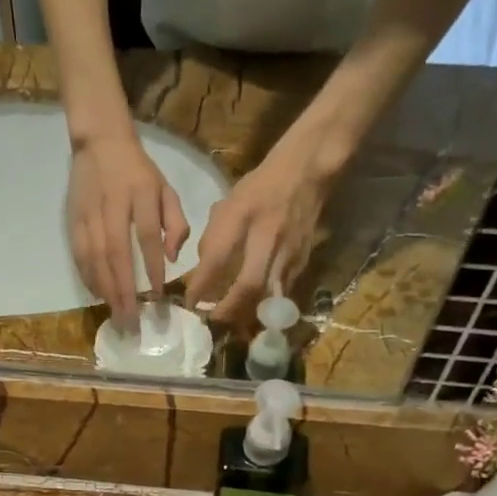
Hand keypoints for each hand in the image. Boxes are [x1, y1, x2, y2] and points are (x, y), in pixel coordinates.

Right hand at [67, 132, 188, 328]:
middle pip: (117, 253)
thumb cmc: (138, 171)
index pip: (147, 235)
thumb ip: (176, 221)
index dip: (152, 266)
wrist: (99, 142)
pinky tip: (98, 296)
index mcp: (141, 194)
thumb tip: (173, 257)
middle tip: (131, 320)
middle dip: (124, 290)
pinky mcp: (73, 220)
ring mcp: (89, 213)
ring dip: (105, 290)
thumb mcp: (166, 187)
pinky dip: (89, 278)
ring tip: (116, 314)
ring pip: (95, 257)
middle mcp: (112, 205)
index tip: (157, 294)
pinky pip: (80, 254)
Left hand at [185, 145, 330, 324]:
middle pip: (248, 284)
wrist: (307, 171)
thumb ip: (214, 237)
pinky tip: (254, 311)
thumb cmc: (260, 186)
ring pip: (267, 294)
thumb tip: (204, 272)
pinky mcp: (303, 259)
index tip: (189, 303)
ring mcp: (288, 250)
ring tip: (232, 324)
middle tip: (213, 320)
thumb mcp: (229, 203)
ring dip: (248, 312)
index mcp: (242, 215)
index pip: (216, 259)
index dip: (200, 285)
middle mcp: (266, 235)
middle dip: (228, 308)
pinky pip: (282, 291)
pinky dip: (266, 304)